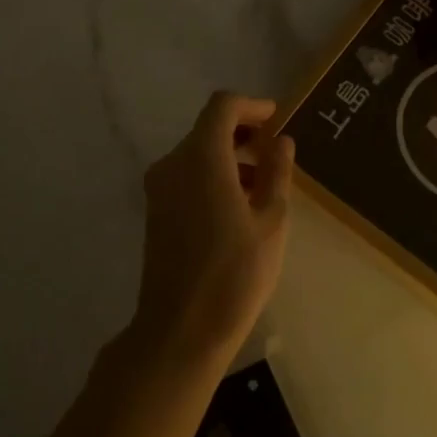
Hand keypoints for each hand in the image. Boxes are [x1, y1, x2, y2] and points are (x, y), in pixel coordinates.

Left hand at [131, 93, 294, 364]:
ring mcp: (159, 188)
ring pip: (197, 153)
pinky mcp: (156, 211)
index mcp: (201, 158)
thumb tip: (280, 142)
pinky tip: (239, 206)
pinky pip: (187, 176)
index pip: (223, 107)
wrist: (181, 329)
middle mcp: (173, 164)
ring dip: (230, 157)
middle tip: (277, 155)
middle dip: (244, 133)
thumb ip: (277, 172)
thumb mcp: (271, 220)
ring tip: (264, 185)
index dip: (252, 106)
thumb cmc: (235, 273)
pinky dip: (213, 176)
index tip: (277, 119)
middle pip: (208, 128)